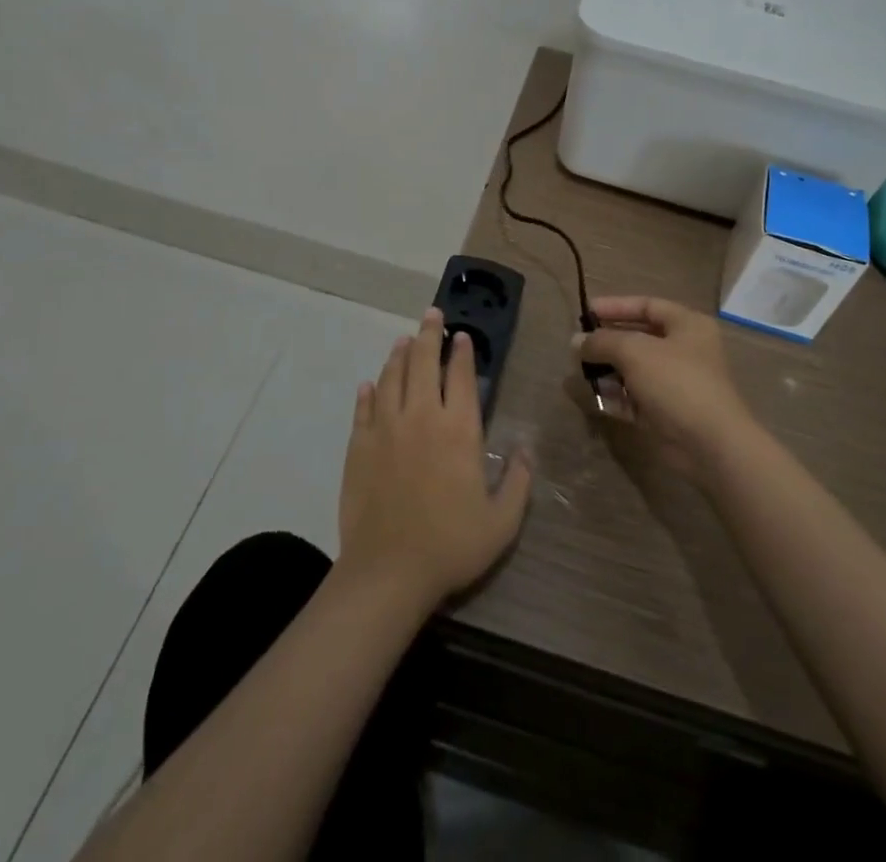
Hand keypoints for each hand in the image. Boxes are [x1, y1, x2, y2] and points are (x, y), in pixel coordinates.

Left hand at [337, 308, 531, 609]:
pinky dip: (368, 392)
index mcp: (458, 429)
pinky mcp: (358, 445)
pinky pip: (364, 408)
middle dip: (428, 334)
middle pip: (422, 362)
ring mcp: (385, 428)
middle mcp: (421, 416)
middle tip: (431, 314)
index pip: (459, 375)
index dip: (461, 351)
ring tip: (403, 340)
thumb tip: (526, 449)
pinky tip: (370, 384)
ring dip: (399, 354)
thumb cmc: (451, 545)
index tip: (461, 334)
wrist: (388, 571)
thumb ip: (519, 481)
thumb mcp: (502, 521)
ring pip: (391, 377)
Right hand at [576, 296, 756, 482]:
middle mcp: (683, 350)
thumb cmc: (676, 382)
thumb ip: (603, 342)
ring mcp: (675, 383)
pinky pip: (635, 397)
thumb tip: (576, 342)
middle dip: (607, 342)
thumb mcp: (635, 352)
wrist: (709, 444)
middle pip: (638, 338)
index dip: (615, 306)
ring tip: (580, 372)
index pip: (646, 306)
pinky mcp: (666, 412)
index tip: (585, 312)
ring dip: (608, 370)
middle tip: (578, 346)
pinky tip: (594, 397)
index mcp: (687, 325)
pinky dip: (616, 396)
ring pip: (634, 369)